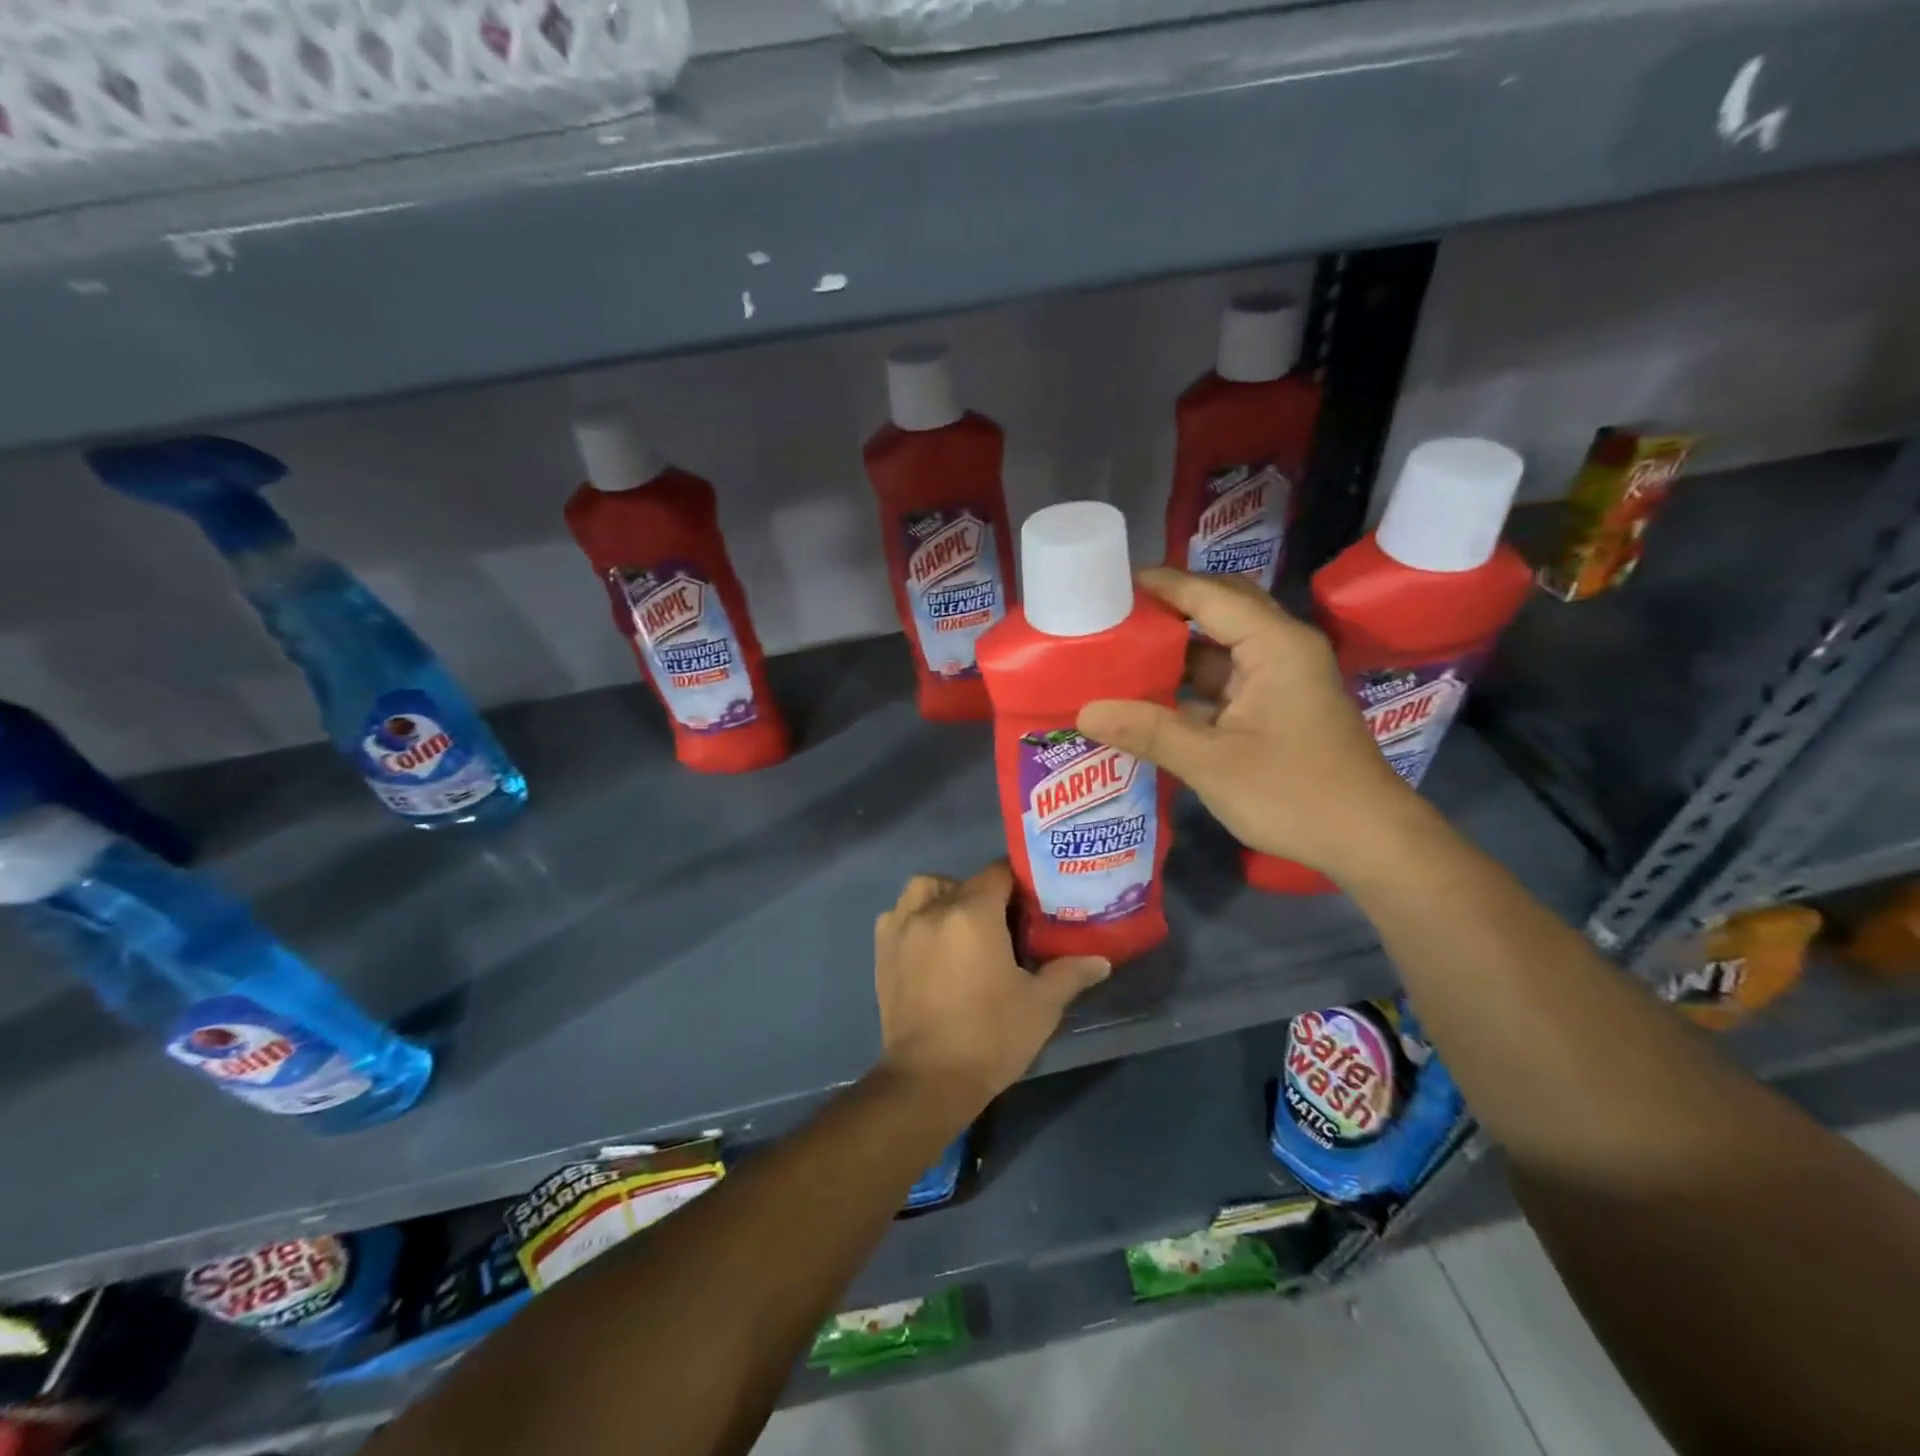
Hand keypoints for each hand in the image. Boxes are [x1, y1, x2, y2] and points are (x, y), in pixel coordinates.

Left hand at [873, 862, 1109, 1115]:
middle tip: (1005, 923)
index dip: (1019, 882)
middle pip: (964, 882)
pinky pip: (899, 914)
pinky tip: (930, 942)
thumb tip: (1101, 960)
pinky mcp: (882, 950)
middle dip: (986, 894)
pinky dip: (914, 917)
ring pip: (925, 889)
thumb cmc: (991, 1037)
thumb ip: (1070, 973)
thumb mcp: (1041, 1005)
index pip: (999, 873)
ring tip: (962, 926)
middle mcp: (933, 908)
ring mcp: (902, 927)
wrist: (929, 1079)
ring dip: (944, 896)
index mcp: (973, 912)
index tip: (1033, 901)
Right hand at [1077, 567, 1422, 878]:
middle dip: (1169, 610)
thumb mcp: (1211, 762)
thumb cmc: (1294, 793)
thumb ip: (1148, 731)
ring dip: (1176, 651)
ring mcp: (1280, 679)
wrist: (1367, 840)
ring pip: (1220, 648)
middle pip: (1219, 611)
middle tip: (1114, 614)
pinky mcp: (1276, 707)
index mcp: (1275, 645)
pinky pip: (1225, 680)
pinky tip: (1150, 696)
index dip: (1162, 586)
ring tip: (1121, 652)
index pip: (1210, 596)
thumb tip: (1085, 712)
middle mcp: (1280, 650)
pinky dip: (1190, 684)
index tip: (1112, 581)